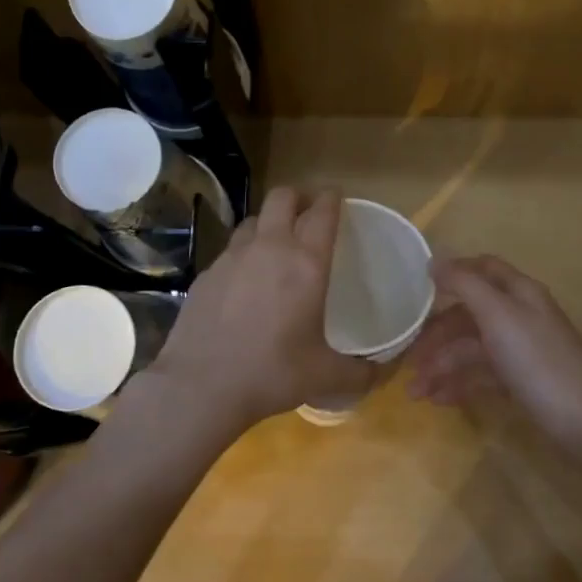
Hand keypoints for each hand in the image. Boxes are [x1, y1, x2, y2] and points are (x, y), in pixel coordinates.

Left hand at [150, 187, 376, 430]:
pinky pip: (230, 249)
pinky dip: (243, 252)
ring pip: (253, 219)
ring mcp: (232, 257)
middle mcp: (270, 248)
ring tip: (276, 242)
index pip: (322, 211)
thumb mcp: (325, 377)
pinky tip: (244, 279)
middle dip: (298, 196)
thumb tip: (380, 375)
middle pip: (283, 197)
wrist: (201, 385)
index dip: (331, 197)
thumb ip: (360, 374)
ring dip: (269, 222)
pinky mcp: (206, 273)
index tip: (336, 196)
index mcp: (306, 263)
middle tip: (308, 212)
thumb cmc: (272, 373)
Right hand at [405, 255, 581, 437]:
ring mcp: (522, 351)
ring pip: (473, 349)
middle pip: (471, 314)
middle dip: (437, 334)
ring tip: (416, 393)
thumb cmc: (537, 360)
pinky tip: (439, 401)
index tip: (419, 286)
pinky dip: (460, 384)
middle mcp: (521, 316)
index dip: (453, 271)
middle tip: (409, 358)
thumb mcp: (498, 314)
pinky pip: (483, 375)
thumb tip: (435, 260)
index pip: (484, 268)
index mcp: (519, 292)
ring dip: (442, 366)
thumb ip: (465, 284)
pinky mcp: (522, 382)